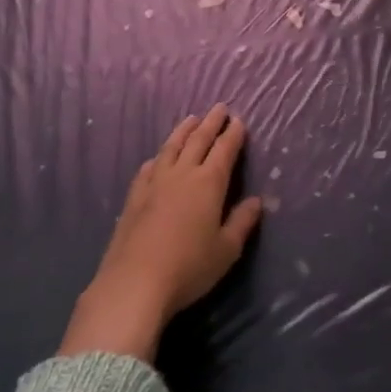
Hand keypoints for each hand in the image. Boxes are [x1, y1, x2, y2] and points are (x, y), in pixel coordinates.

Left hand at [59, 105, 263, 360]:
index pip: (224, 150)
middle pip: (198, 140)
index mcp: (209, 183)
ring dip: (183, 131)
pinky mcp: (134, 197)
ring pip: (171, 147)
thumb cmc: (189, 267)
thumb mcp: (226, 250)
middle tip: (219, 108)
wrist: (134, 283)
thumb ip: (242, 222)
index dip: (233, 134)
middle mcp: (182, 174)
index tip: (239, 120)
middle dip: (211, 123)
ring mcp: (155, 183)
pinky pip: (149, 167)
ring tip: (191, 119)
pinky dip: (159, 157)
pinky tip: (158, 158)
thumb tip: (256, 201)